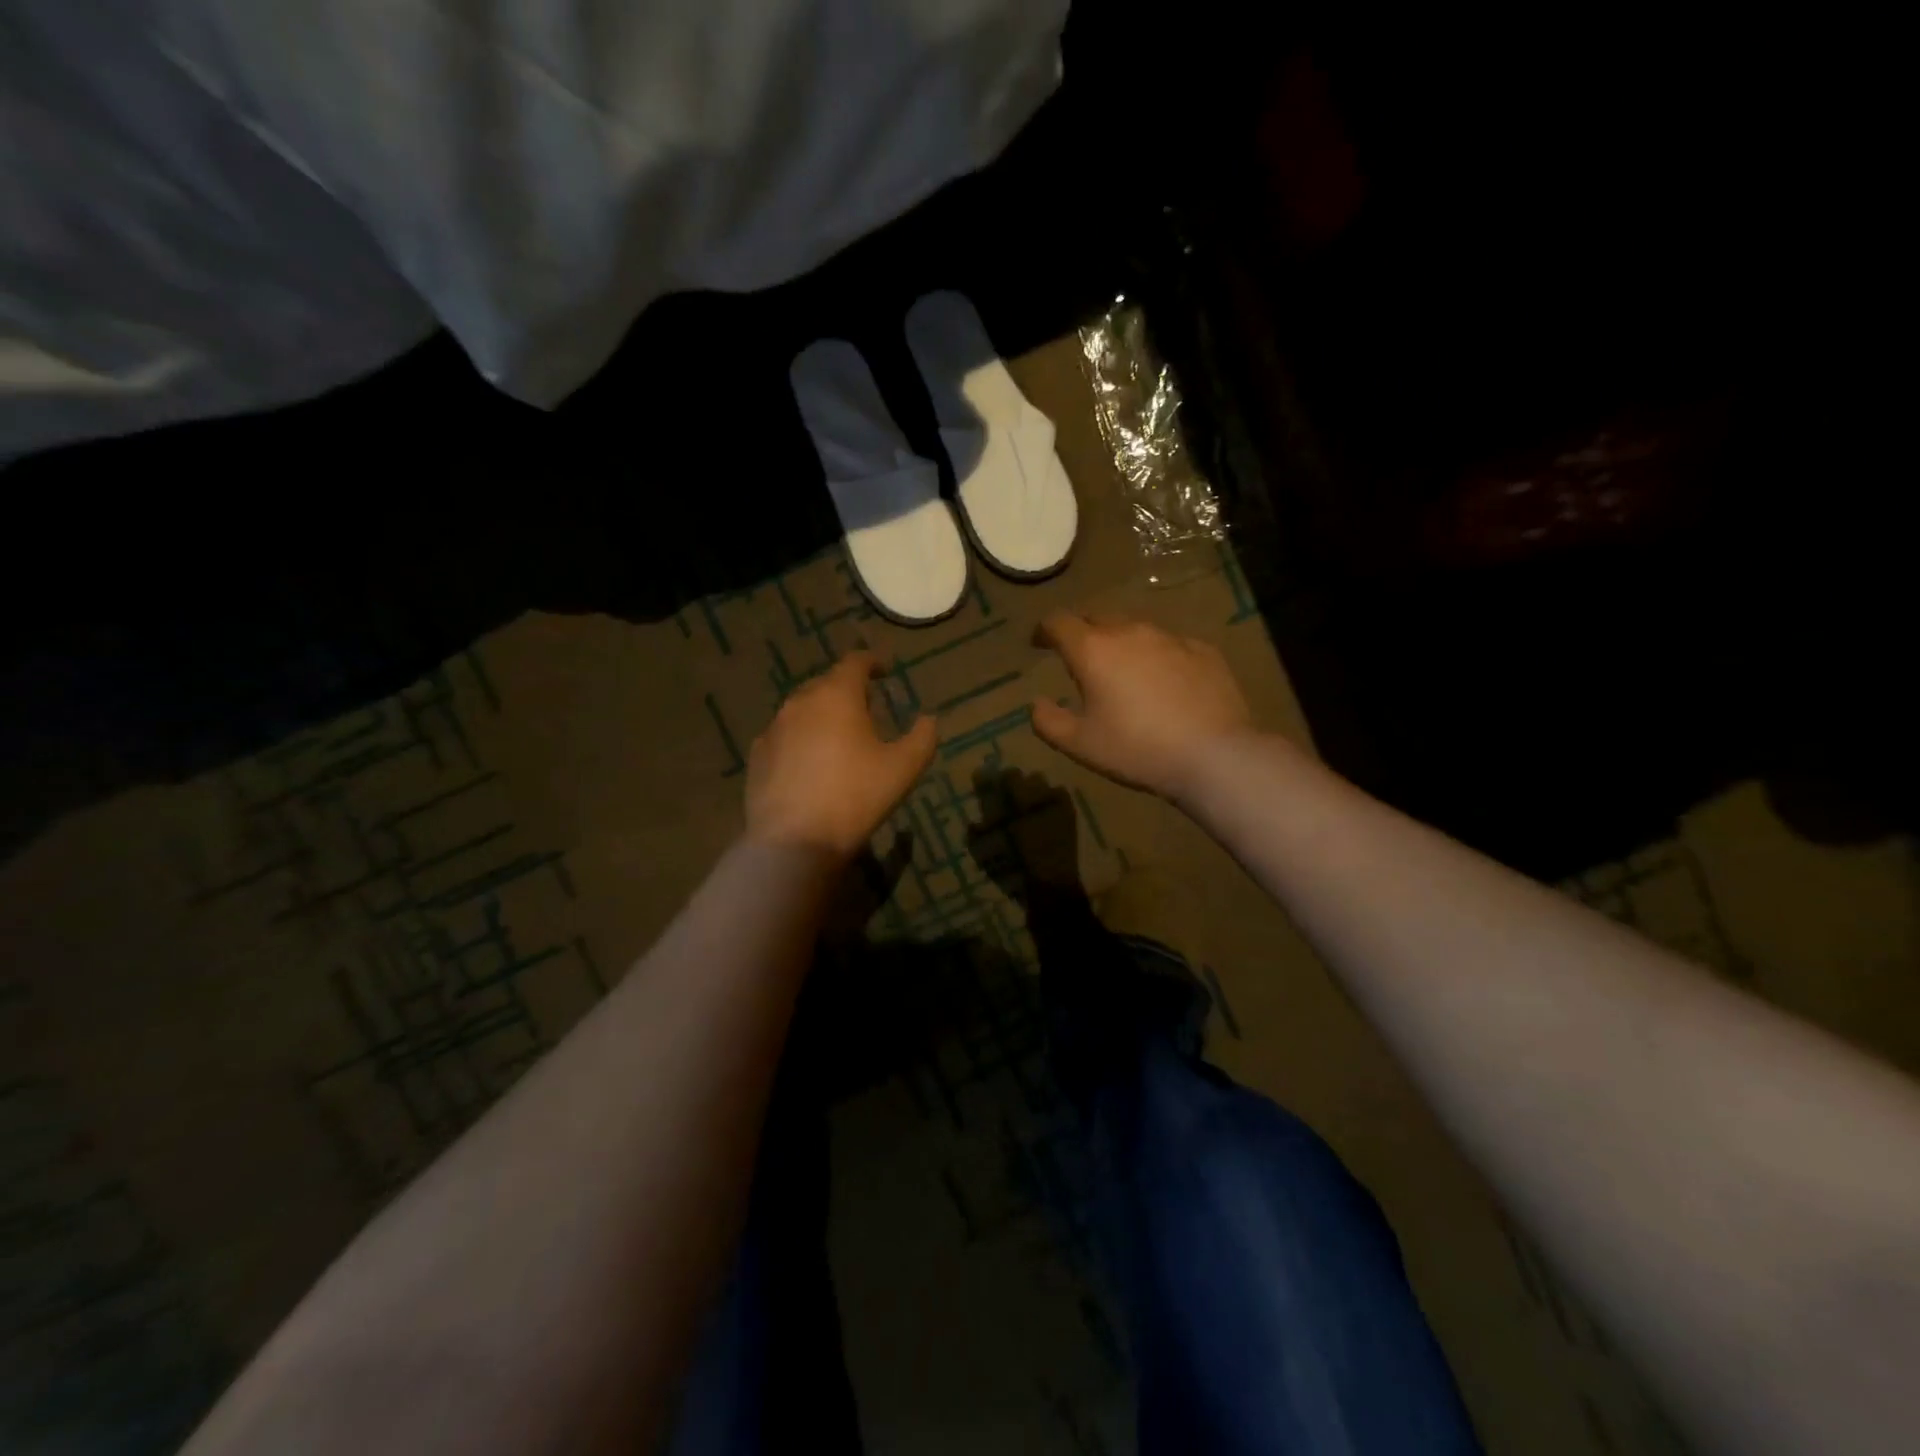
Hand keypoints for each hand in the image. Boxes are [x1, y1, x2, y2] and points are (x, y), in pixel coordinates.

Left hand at [745, 652, 935, 859]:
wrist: (793, 842)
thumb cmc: (855, 796)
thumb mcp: (904, 768)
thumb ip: (923, 737)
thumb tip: (928, 720)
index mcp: (837, 695)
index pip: (855, 662)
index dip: (873, 662)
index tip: (885, 671)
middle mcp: (800, 702)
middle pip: (827, 684)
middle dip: (847, 691)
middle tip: (867, 710)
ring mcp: (773, 729)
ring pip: (802, 710)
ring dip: (822, 716)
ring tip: (838, 739)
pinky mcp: (757, 756)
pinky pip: (784, 737)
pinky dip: (800, 741)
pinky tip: (810, 764)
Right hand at [1030, 613, 1256, 800]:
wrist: (1214, 754)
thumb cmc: (1137, 749)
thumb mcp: (1080, 744)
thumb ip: (1049, 721)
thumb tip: (1036, 704)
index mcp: (1093, 650)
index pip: (1058, 622)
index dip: (1044, 630)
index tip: (1039, 643)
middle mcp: (1130, 631)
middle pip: (1097, 618)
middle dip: (1082, 633)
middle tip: (1080, 658)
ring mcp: (1170, 638)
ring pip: (1135, 629)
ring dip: (1121, 643)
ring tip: (1123, 672)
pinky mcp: (1203, 650)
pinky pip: (1169, 645)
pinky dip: (1156, 657)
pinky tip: (1164, 684)